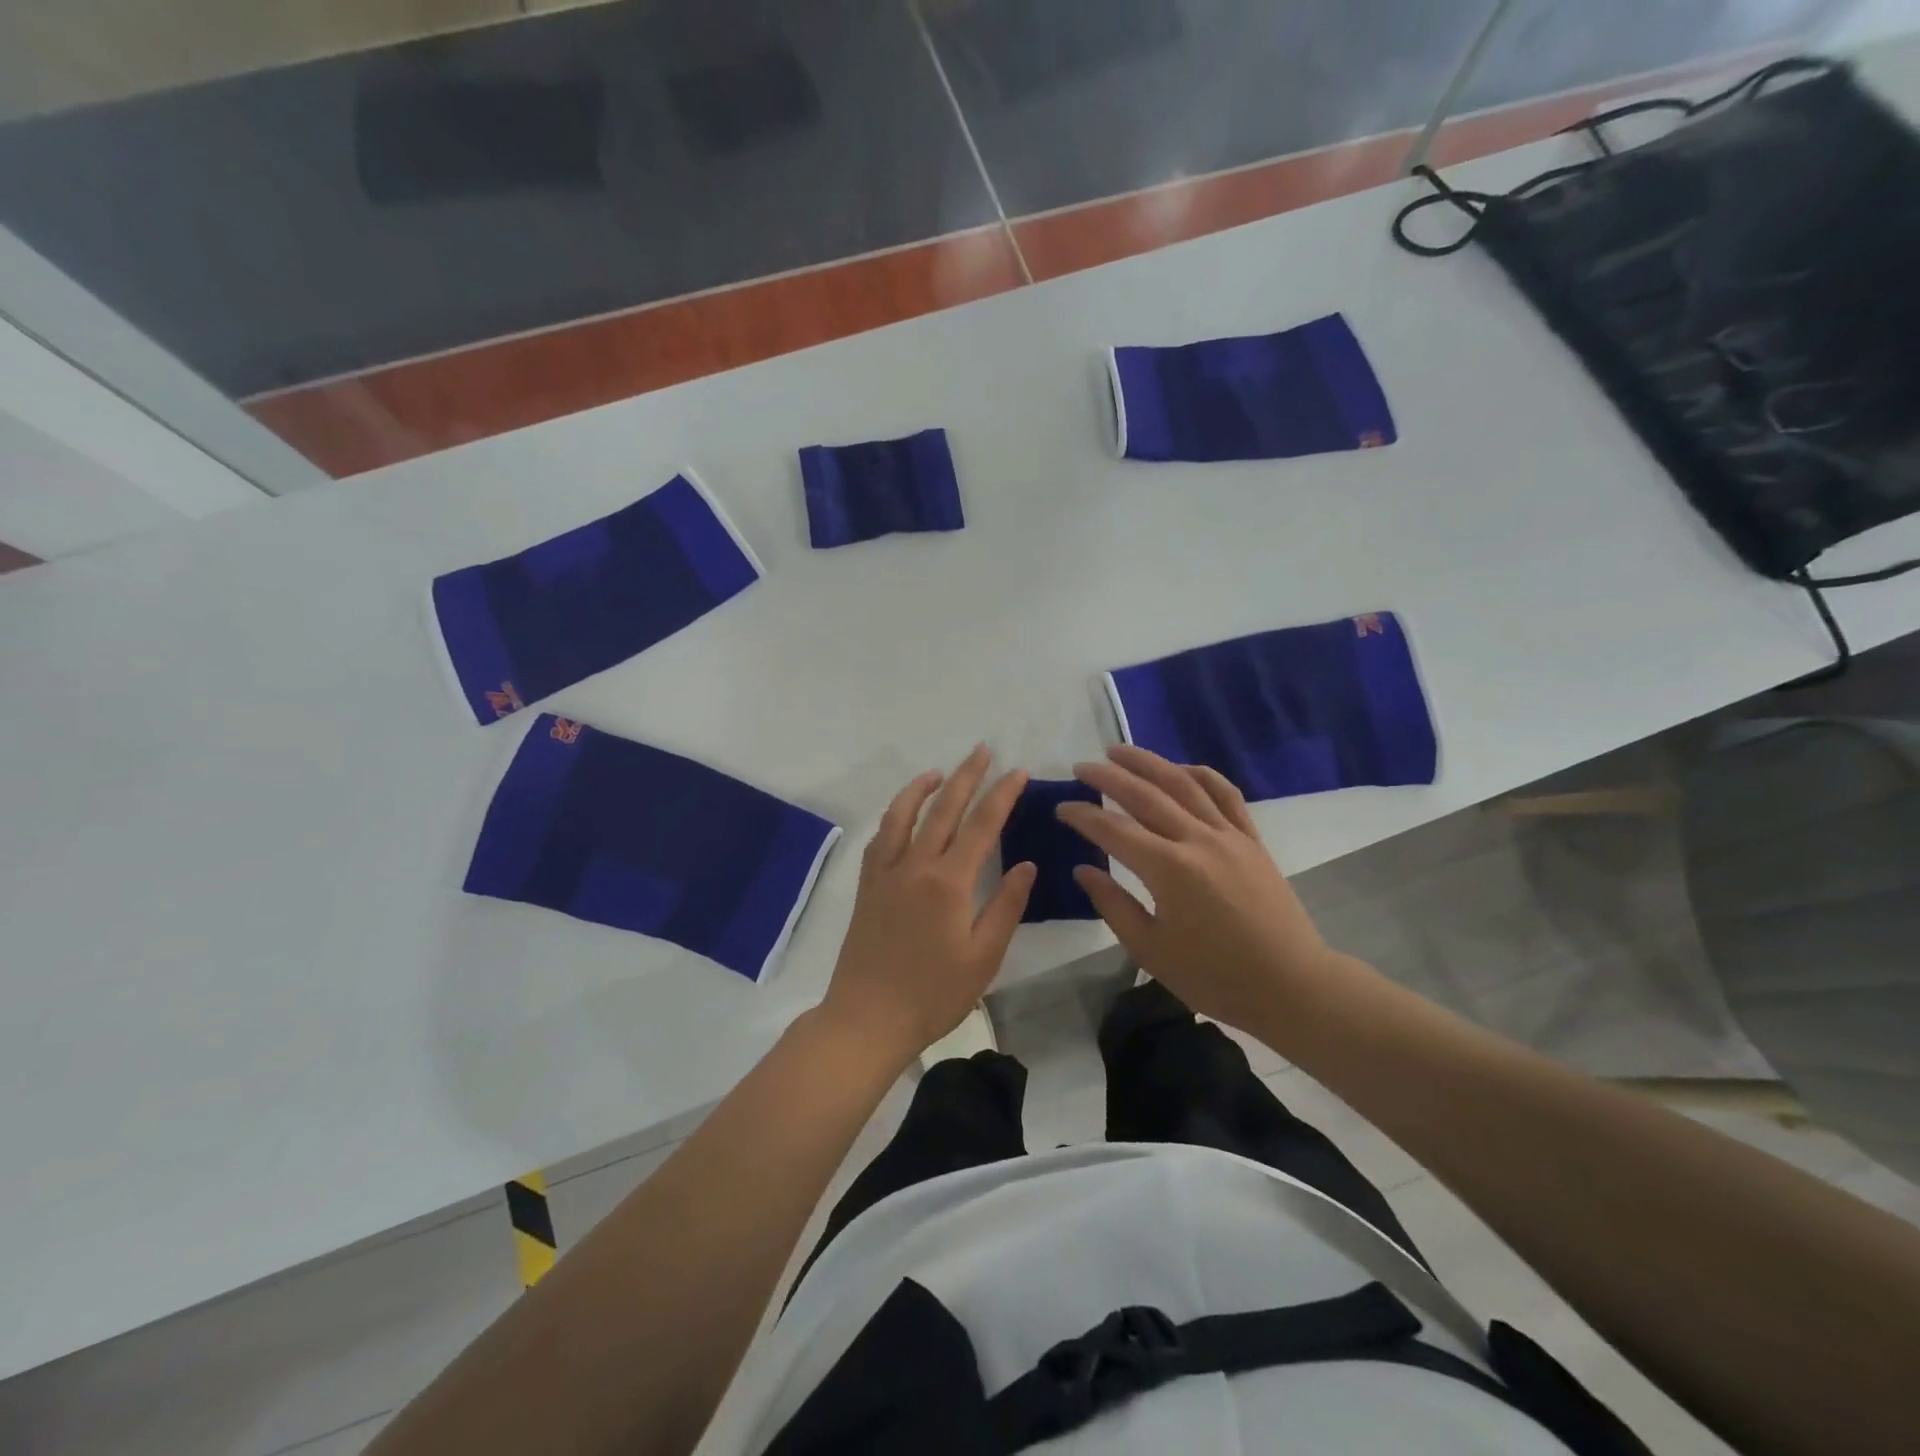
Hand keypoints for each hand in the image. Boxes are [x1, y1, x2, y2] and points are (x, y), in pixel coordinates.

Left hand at [818, 746, 1035, 1067]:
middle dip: (967, 775)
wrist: (867, 1018)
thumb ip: (1006, 906)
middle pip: (944, 808)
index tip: (1018, 771)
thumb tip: (1027, 864)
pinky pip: (881, 837)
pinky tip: (904, 814)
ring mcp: (886, 872)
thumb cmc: (933, 994)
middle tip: (983, 750)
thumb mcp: (983, 957)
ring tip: (941, 772)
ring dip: (923, 787)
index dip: (1003, 793)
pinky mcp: (866, 885)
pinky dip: (895, 815)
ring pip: (903, 814)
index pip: (983, 824)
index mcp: (949, 882)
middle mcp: (915, 865)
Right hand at [1055, 745, 1339, 1031]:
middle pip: (1145, 795)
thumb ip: (1113, 904)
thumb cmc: (1214, 977)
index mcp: (1168, 870)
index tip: (1061, 807)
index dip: (1082, 816)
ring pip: (1183, 784)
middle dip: (1109, 777)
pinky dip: (1201, 775)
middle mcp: (1197, 840)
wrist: (1290, 986)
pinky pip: (1225, 795)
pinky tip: (1181, 768)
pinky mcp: (1251, 840)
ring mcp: (1229, 835)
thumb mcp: (1150, 950)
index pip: (1113, 830)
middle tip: (1081, 767)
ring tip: (1120, 751)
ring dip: (1148, 763)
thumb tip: (1083, 870)